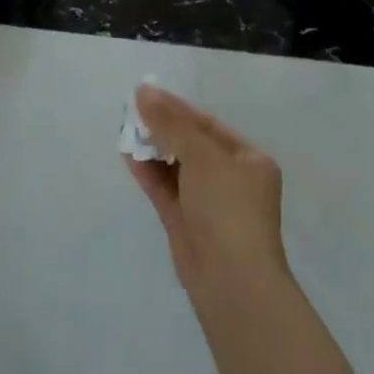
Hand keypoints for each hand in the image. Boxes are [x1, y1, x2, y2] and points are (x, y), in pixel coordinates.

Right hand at [124, 84, 288, 307]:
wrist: (231, 281)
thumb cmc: (227, 208)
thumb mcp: (202, 156)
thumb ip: (171, 123)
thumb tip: (144, 92)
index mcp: (249, 160)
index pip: (208, 125)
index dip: (176, 108)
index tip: (146, 93)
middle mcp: (231, 179)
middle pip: (191, 144)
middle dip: (162, 128)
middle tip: (131, 110)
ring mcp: (208, 203)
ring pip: (176, 167)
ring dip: (152, 149)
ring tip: (125, 128)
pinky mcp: (187, 223)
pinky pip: (165, 189)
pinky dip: (148, 172)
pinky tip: (127, 155)